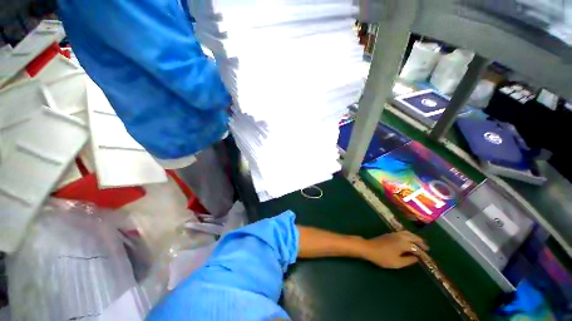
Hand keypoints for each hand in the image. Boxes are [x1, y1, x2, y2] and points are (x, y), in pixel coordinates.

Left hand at [360, 231, 428, 268]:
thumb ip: (408, 260)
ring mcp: (394, 234)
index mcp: (403, 243)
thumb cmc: (383, 257)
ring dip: (415, 237)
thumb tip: (416, 258)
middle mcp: (400, 236)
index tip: (429, 259)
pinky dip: (409, 235)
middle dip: (421, 242)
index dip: (423, 254)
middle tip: (427, 248)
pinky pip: (402, 233)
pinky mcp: (389, 234)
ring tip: (420, 242)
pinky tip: (409, 240)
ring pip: (407, 233)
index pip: (416, 248)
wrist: (368, 248)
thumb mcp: (397, 262)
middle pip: (413, 237)